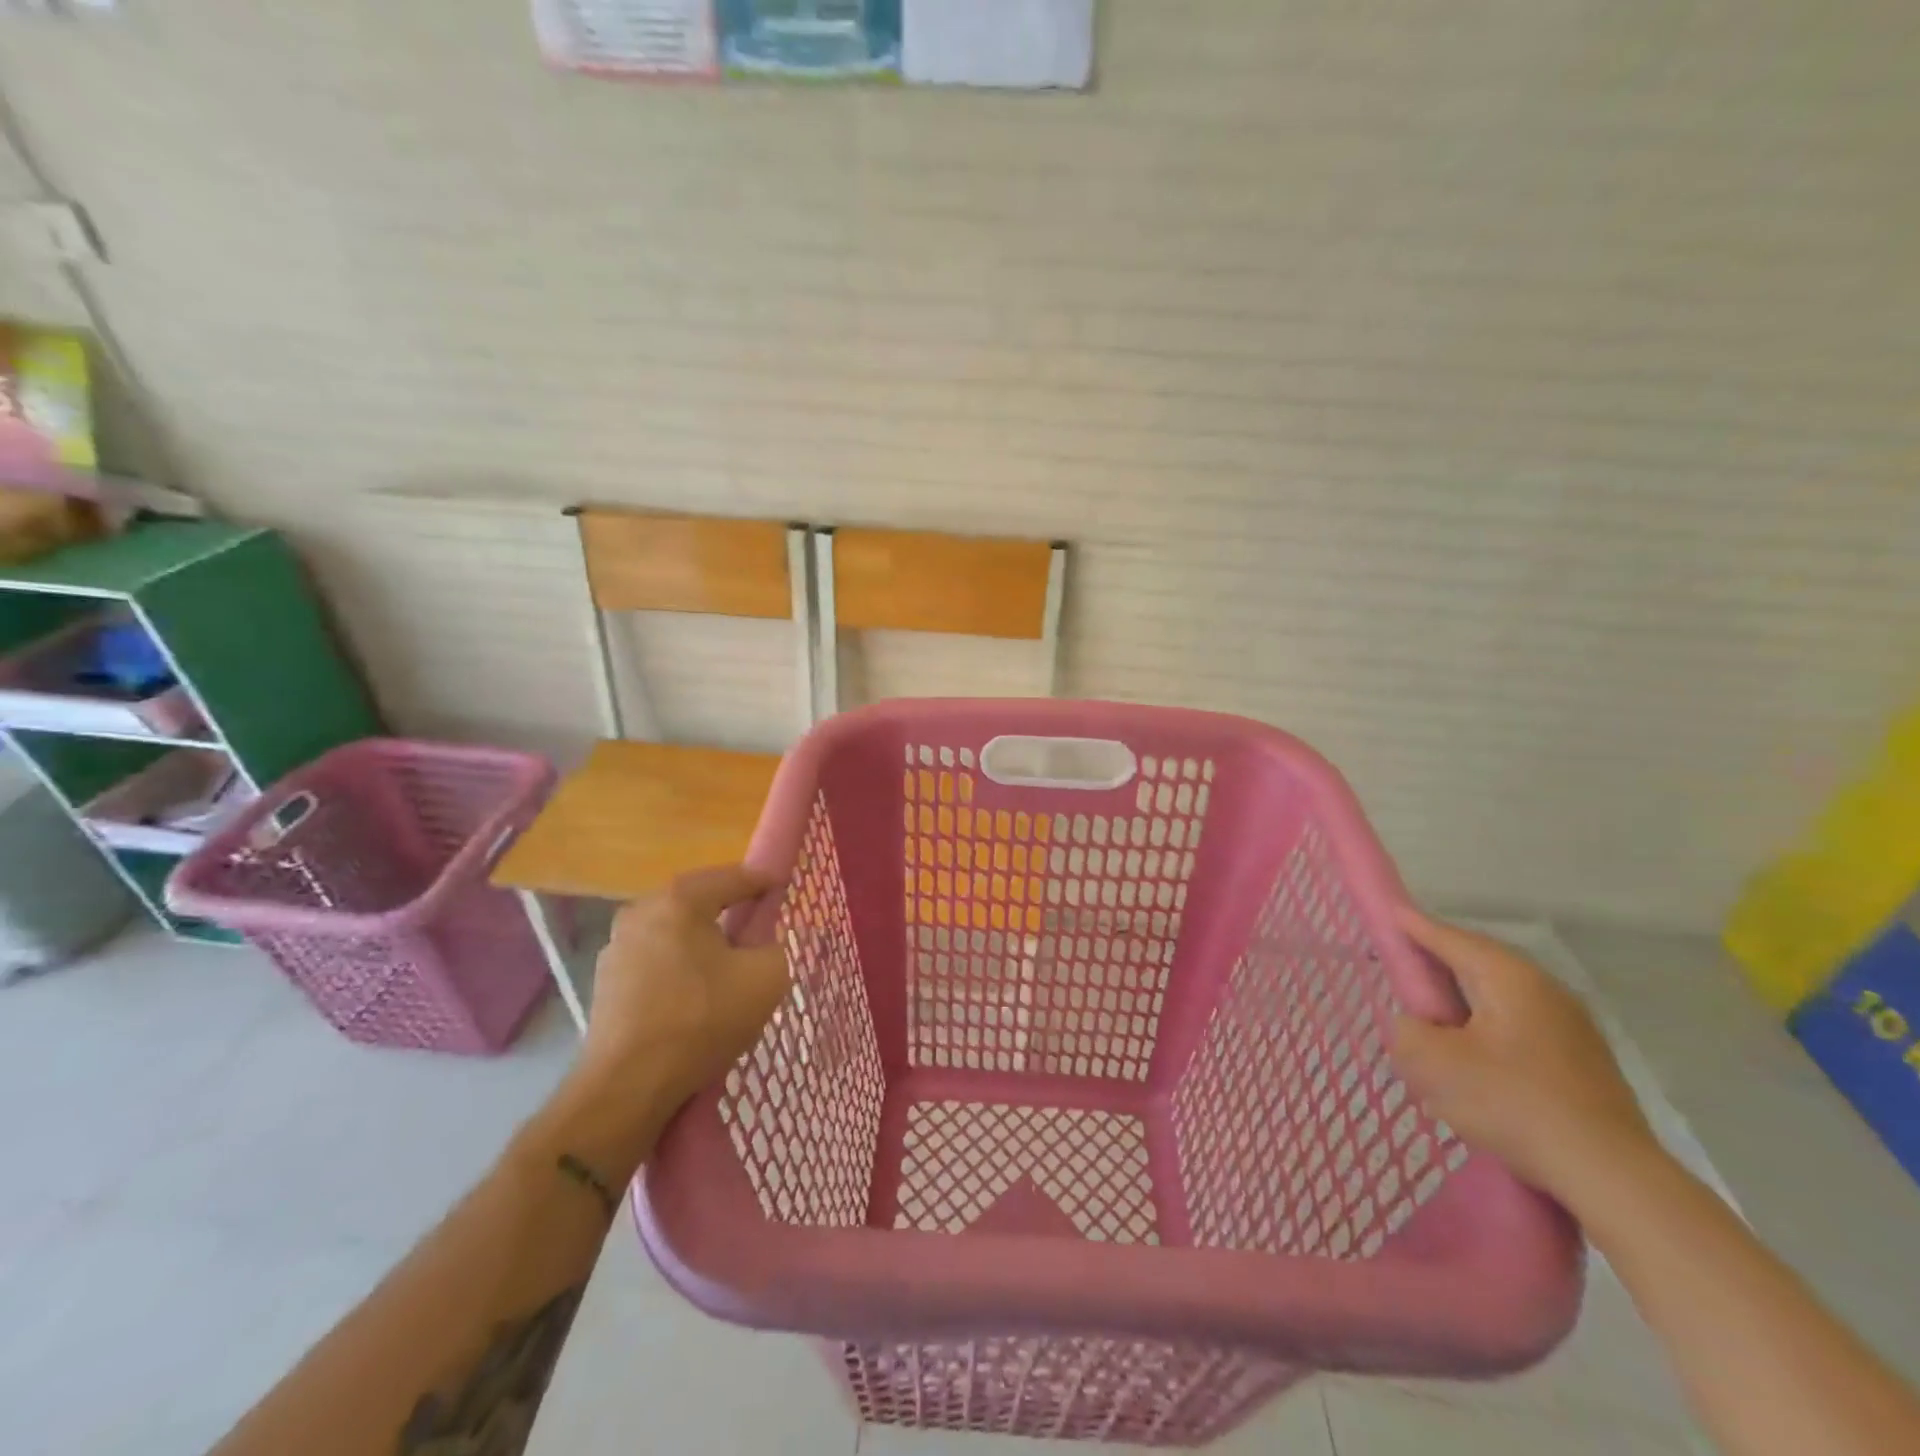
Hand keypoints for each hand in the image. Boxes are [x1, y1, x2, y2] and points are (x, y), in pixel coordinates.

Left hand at [531, 866, 787, 1182]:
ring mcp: (617, 946)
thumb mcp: (767, 978)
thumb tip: (759, 945)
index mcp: (680, 899)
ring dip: (699, 939)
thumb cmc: (702, 1019)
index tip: (783, 888)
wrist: (628, 1085)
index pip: (733, 877)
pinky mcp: (605, 981)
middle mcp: (642, 910)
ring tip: (725, 963)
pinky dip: (678, 965)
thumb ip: (774, 946)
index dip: (763, 882)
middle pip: (698, 900)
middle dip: (728, 908)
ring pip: (673, 930)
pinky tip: (693, 992)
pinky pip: (655, 958)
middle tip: (756, 925)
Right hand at [1390, 906, 1657, 1201]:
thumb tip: (1417, 1026)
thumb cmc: (1513, 1103)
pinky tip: (1475, 1057)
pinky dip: (1488, 1028)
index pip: (1449, 937)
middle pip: (1478, 963)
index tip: (1389, 913)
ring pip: (1500, 998)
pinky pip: (1519, 1027)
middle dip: (1439, 963)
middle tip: (1404, 968)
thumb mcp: (1432, 1063)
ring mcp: (1571, 1026)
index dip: (1413, 925)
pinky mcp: (1583, 1061)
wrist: (1611, 1176)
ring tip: (1434, 1018)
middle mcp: (1545, 989)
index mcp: (1508, 977)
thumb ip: (1408, 1030)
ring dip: (1464, 1001)